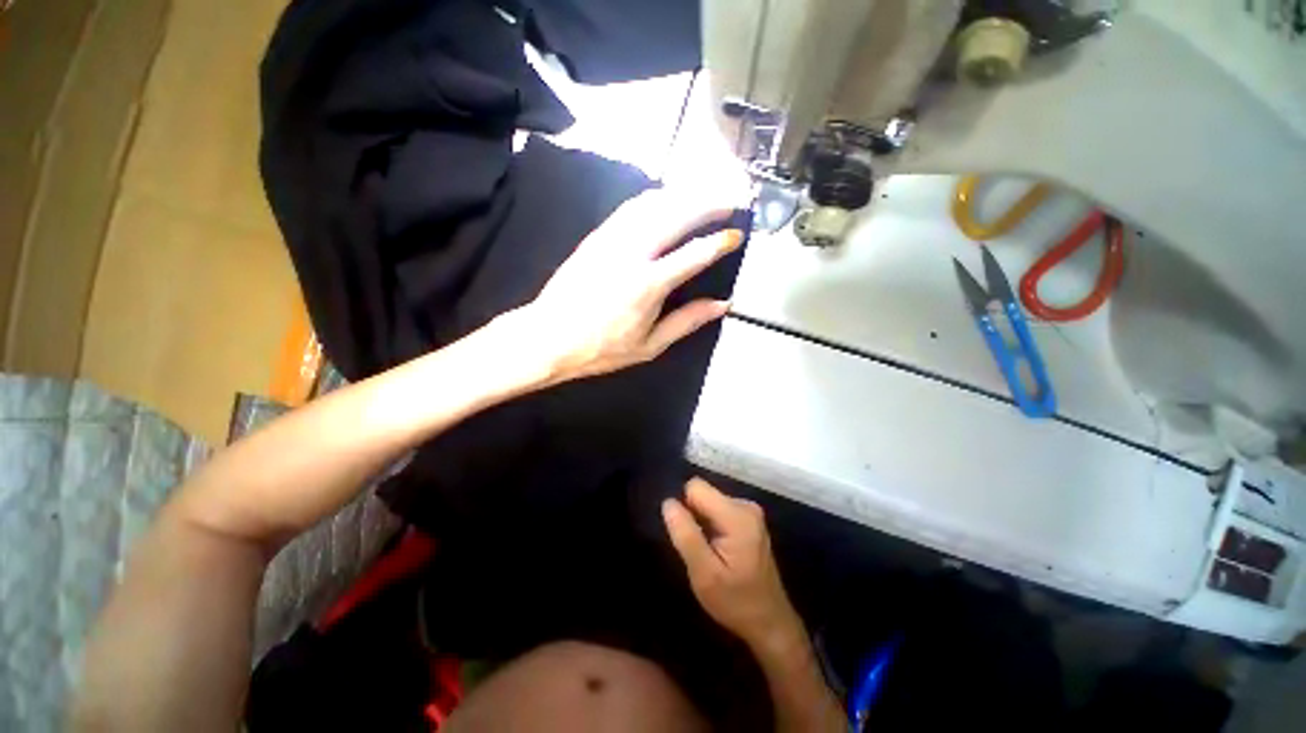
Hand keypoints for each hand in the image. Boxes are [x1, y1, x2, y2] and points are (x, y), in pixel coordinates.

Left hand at [509, 188, 746, 384]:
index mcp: (648, 285)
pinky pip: (630, 208)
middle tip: (729, 199)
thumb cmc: (601, 349)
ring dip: (682, 195)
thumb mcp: (650, 345)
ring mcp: (611, 239)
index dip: (719, 242)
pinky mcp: (596, 236)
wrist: (548, 337)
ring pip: (653, 204)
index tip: (736, 234)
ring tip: (703, 195)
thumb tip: (722, 305)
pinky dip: (654, 199)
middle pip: (676, 215)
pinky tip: (665, 200)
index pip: (694, 254)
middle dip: (707, 203)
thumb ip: (687, 321)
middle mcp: (632, 253)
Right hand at [663, 478, 804, 650]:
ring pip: (709, 501)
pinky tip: (718, 550)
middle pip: (703, 493)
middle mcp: (745, 504)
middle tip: (699, 549)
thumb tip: (668, 502)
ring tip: (708, 552)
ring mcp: (749, 511)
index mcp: (736, 515)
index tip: (687, 536)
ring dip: (702, 522)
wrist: (769, 622)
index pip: (695, 487)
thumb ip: (686, 535)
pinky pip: (718, 509)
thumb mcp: (704, 574)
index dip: (684, 508)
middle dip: (693, 516)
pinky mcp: (748, 518)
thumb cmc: (735, 602)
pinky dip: (711, 525)